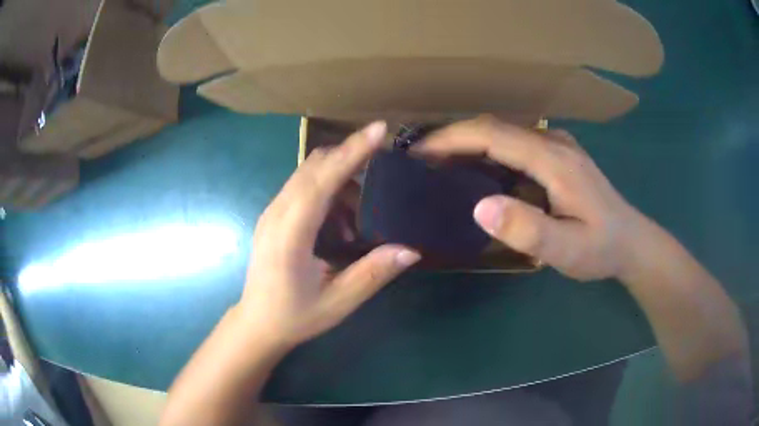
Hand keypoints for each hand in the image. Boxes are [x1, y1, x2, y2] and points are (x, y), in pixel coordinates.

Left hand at [240, 122, 419, 346]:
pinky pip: (301, 186)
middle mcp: (276, 214)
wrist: (256, 322)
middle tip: (382, 163)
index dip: (351, 152)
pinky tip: (341, 218)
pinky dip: (326, 187)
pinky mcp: (272, 215)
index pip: (322, 181)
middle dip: (349, 156)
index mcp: (290, 235)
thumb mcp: (337, 302)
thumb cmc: (294, 316)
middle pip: (314, 166)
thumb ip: (372, 274)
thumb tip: (411, 249)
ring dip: (339, 176)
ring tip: (361, 209)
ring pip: (307, 173)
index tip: (378, 130)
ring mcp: (271, 212)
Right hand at [413, 116, 645, 281]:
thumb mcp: (568, 250)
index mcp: (554, 160)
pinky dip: (487, 150)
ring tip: (439, 163)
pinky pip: (515, 143)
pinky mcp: (558, 155)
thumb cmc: (601, 248)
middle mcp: (553, 142)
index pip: (494, 135)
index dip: (453, 138)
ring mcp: (557, 146)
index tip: (420, 151)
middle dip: (454, 137)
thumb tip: (480, 207)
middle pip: (495, 128)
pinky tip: (476, 169)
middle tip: (421, 159)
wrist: (631, 242)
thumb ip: (529, 230)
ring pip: (504, 133)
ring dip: (469, 142)